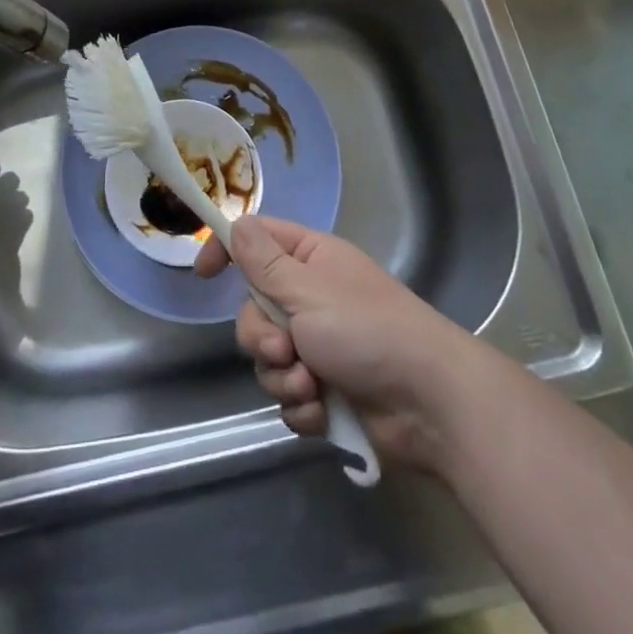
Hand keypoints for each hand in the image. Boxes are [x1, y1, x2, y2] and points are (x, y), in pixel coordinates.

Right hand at [196, 217, 485, 471]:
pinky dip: (302, 406)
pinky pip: (288, 395)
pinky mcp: (326, 390)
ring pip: (268, 358)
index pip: (256, 241)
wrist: (429, 403)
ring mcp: (319, 346)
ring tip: (312, 386)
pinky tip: (323, 411)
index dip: (227, 251)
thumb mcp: (308, 291)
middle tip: (284, 350)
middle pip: (254, 310)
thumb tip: (236, 222)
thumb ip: (264, 263)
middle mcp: (311, 298)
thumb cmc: (367, 330)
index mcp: (310, 260)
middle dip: (261, 337)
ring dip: (283, 376)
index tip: (204, 274)